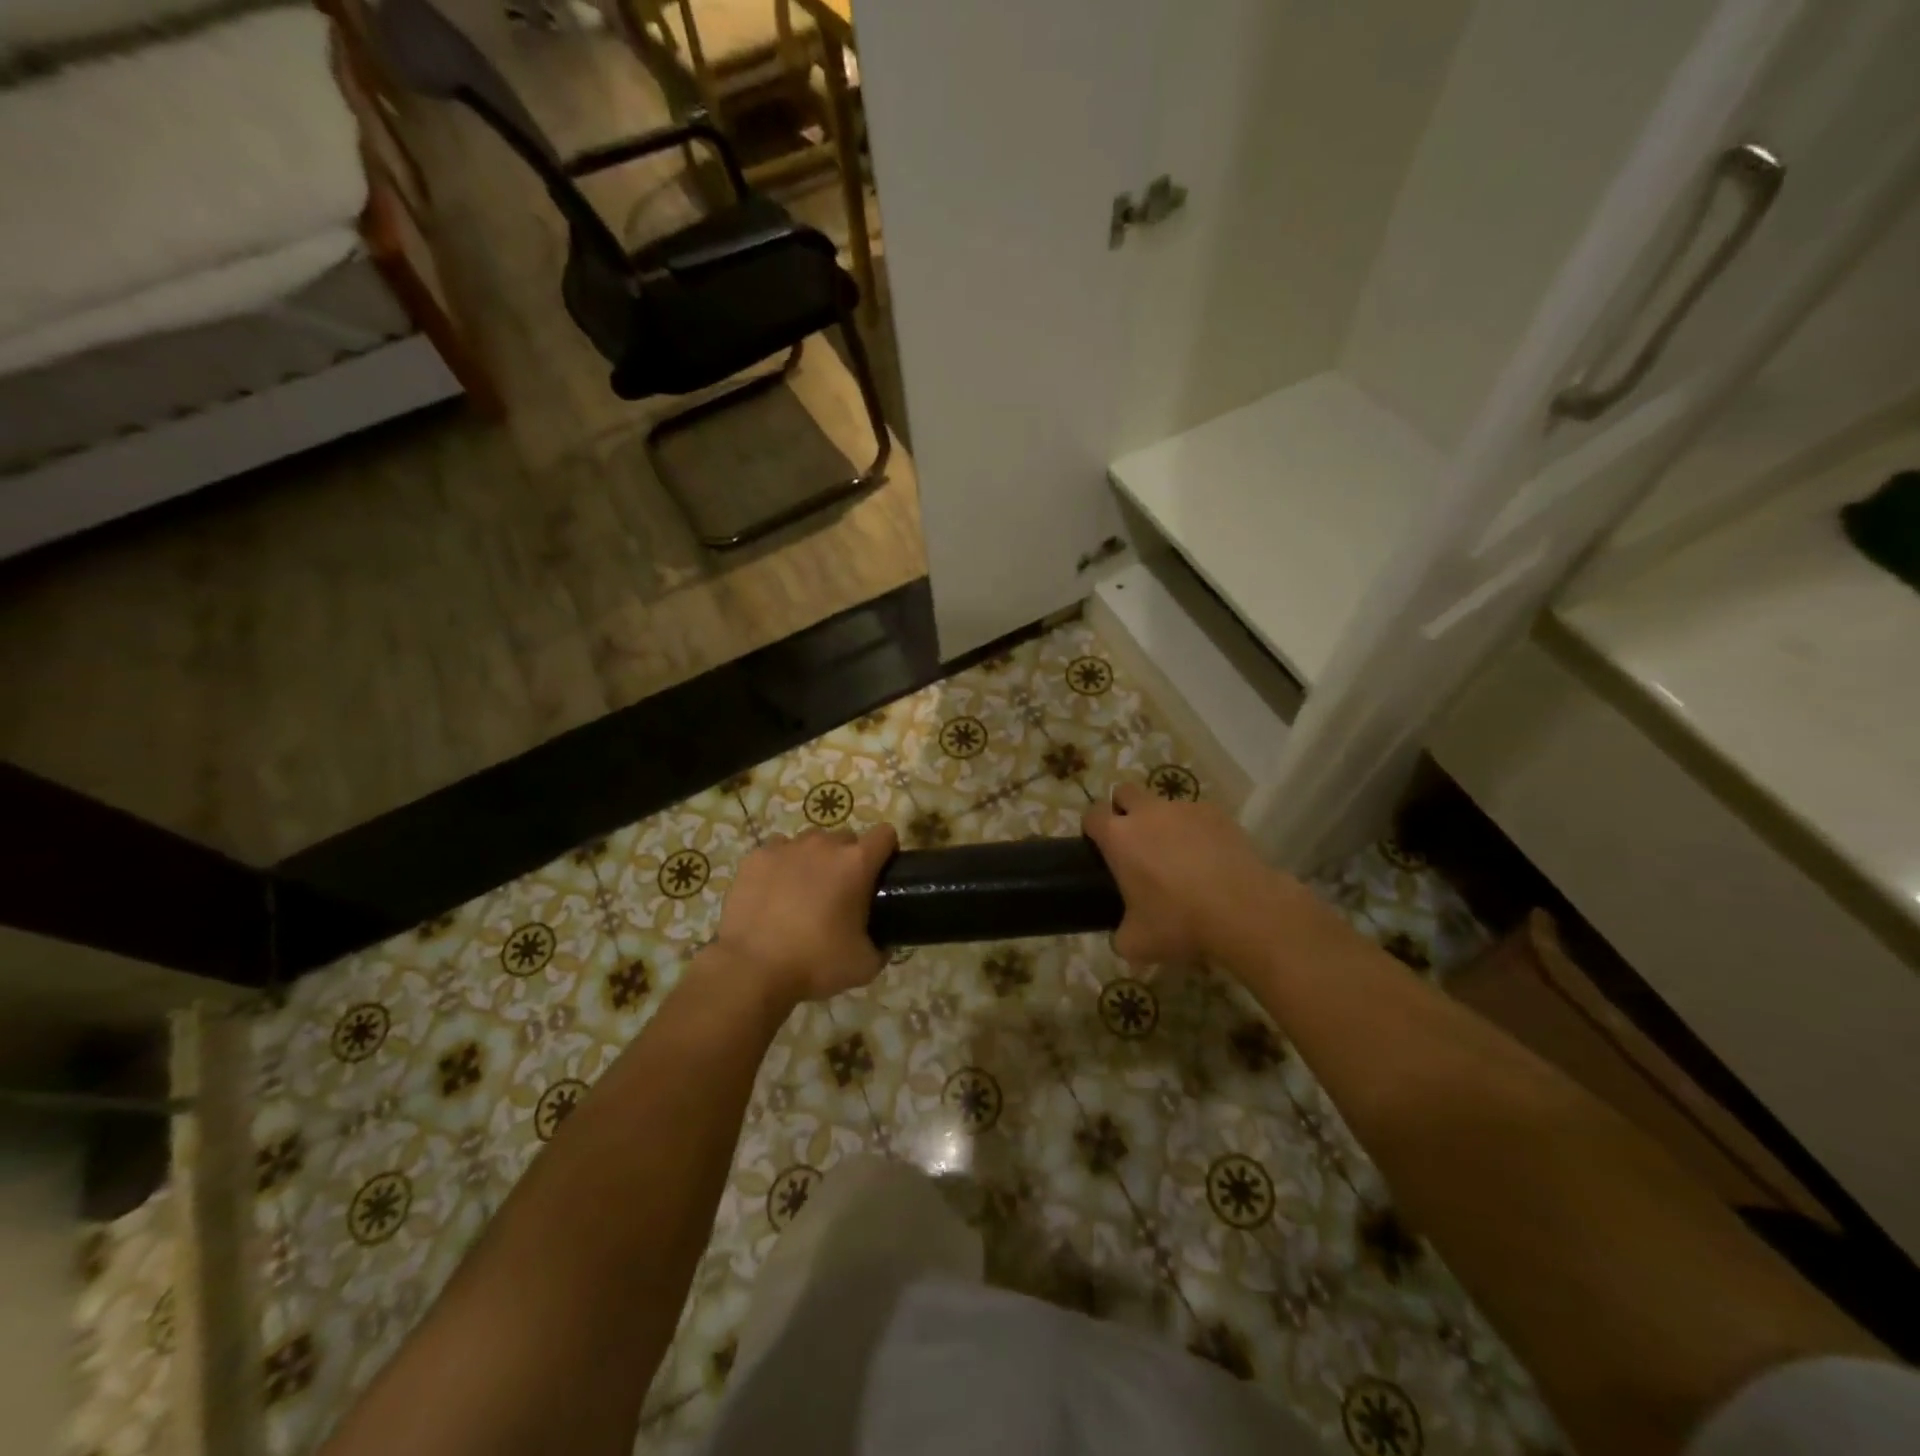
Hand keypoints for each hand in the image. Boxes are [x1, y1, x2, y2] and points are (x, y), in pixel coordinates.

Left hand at [713, 825, 897, 1004]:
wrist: (752, 969)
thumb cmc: (815, 962)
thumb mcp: (865, 965)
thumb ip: (882, 948)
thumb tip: (884, 943)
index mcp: (856, 863)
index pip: (885, 835)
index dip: (887, 850)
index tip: (881, 873)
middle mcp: (824, 845)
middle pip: (846, 838)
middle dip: (848, 858)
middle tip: (840, 892)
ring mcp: (786, 847)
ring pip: (810, 842)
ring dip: (814, 859)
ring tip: (803, 891)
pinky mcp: (756, 857)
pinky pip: (777, 851)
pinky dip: (781, 865)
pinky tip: (774, 892)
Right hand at [1082, 783, 1288, 965]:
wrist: (1244, 911)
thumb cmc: (1180, 922)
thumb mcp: (1136, 943)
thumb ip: (1119, 933)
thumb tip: (1121, 934)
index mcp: (1118, 837)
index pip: (1092, 813)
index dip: (1092, 827)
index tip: (1099, 846)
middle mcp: (1148, 813)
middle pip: (1125, 792)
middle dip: (1124, 809)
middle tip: (1134, 842)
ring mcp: (1185, 809)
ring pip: (1164, 804)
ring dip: (1163, 822)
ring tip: (1179, 856)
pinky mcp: (1218, 814)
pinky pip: (1197, 815)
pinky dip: (1196, 830)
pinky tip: (1209, 858)